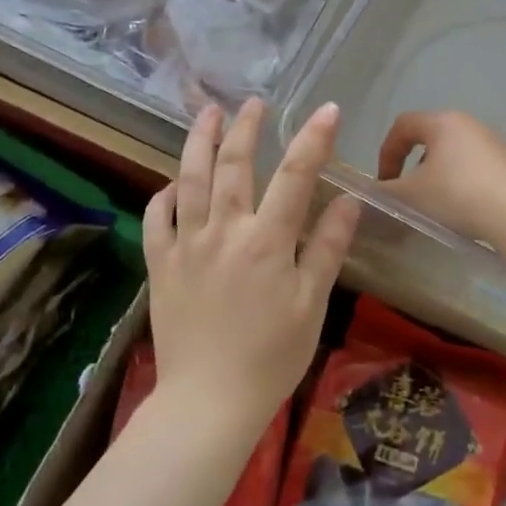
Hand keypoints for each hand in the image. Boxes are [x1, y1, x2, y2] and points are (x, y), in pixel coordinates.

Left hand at [144, 98, 358, 421]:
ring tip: (208, 114)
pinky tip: (172, 183)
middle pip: (234, 164)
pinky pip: (157, 219)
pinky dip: (164, 195)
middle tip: (254, 102)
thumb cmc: (271, 356)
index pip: (295, 176)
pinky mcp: (161, 265)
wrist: (207, 402)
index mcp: (267, 241)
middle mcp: (224, 231)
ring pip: (190, 180)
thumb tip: (349, 201)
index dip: (313, 139)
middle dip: (246, 128)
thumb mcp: (311, 304)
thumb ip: (327, 248)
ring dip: (199, 142)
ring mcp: (186, 245)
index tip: (327, 109)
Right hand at [375, 110, 505, 245]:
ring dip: (436, 176)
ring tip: (435, 206)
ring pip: (452, 154)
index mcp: (441, 122)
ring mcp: (492, 142)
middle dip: (412, 166)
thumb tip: (367, 193)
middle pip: (429, 138)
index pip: (402, 125)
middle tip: (408, 194)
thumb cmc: (456, 195)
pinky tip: (463, 209)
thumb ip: (383, 192)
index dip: (386, 152)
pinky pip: (474, 167)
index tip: (385, 182)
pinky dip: (460, 183)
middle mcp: (468, 124)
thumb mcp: (410, 196)